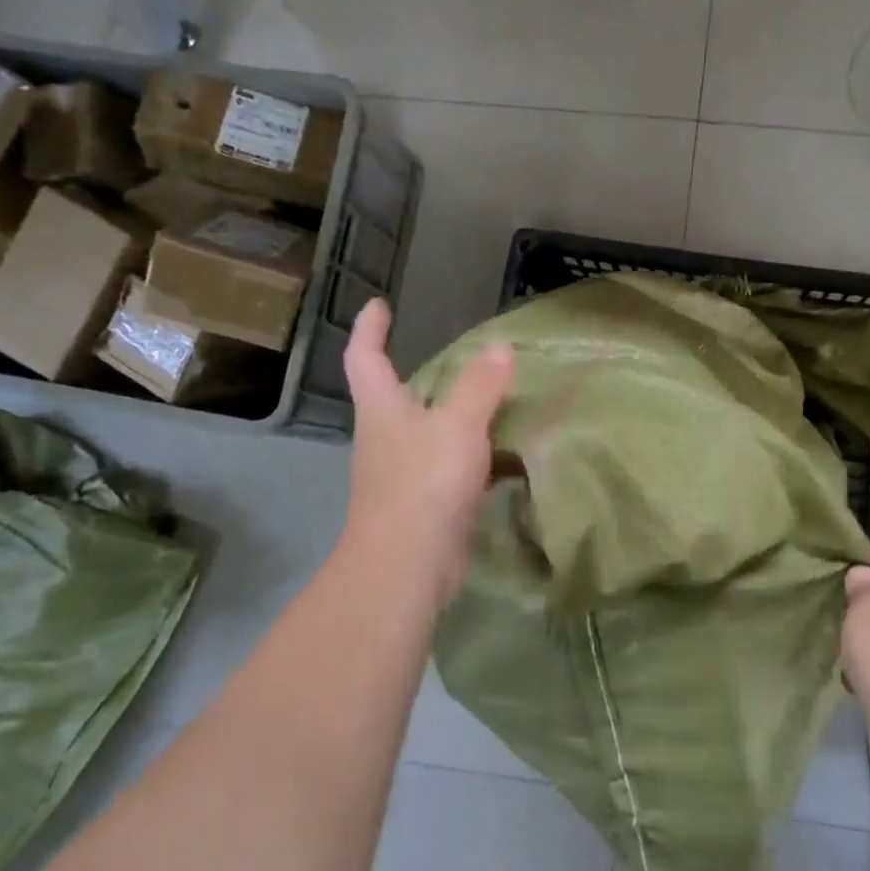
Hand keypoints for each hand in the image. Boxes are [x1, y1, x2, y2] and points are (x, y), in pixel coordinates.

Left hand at [341, 299, 513, 596]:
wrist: (408, 565)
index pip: (365, 358)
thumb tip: (499, 347)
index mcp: (382, 410)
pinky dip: (474, 457)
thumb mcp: (458, 425)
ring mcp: (403, 474)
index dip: (370, 329)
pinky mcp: (425, 505)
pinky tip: (504, 458)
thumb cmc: (423, 482)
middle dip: (420, 375)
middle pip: (396, 397)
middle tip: (458, 358)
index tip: (379, 305)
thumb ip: (480, 385)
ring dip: (452, 417)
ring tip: (492, 401)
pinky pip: (451, 468)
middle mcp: (386, 438)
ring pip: (428, 434)